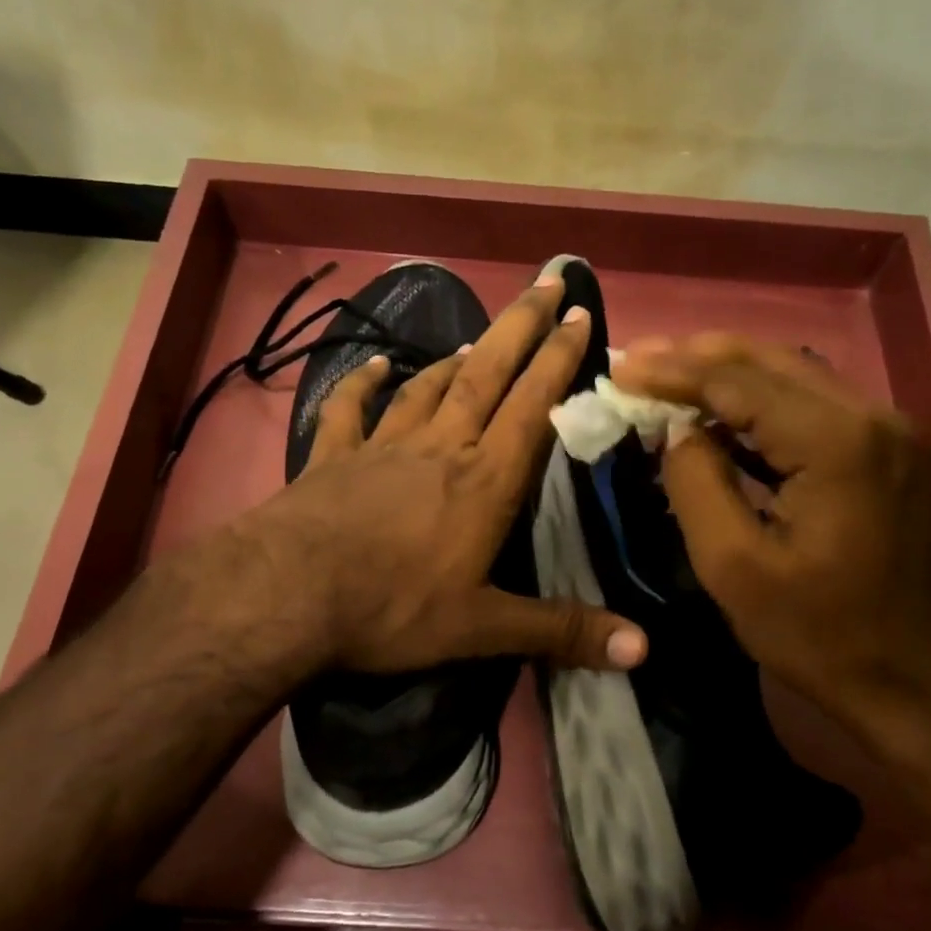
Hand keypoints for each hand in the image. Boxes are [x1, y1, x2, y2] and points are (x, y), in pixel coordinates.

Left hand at [220, 275, 647, 676]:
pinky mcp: (332, 457)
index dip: (559, 359)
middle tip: (545, 281)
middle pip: (486, 373)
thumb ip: (561, 631)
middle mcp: (440, 448)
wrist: (286, 596)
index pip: (533, 406)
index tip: (580, 314)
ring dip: (456, 357)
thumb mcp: (482, 628)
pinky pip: (350, 410)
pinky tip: (372, 367)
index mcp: (484, 481)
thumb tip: (643, 650)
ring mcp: (383, 446)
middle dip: (520, 326)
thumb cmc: (392, 608)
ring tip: (479, 337)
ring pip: (428, 386)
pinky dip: (361, 384)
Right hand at [612, 334, 930, 733]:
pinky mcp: (894, 456)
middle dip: (699, 356)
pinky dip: (765, 404)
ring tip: (670, 376)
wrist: (923, 686)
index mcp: (836, 442)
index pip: (738, 381)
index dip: (672, 372)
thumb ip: (696, 484)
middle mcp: (874, 418)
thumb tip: (678, 431)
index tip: (619, 369)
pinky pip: (818, 409)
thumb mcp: (734, 568)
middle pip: (773, 361)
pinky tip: (726, 418)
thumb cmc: (821, 636)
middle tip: (639, 359)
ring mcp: (893, 434)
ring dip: (731, 374)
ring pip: (798, 377)